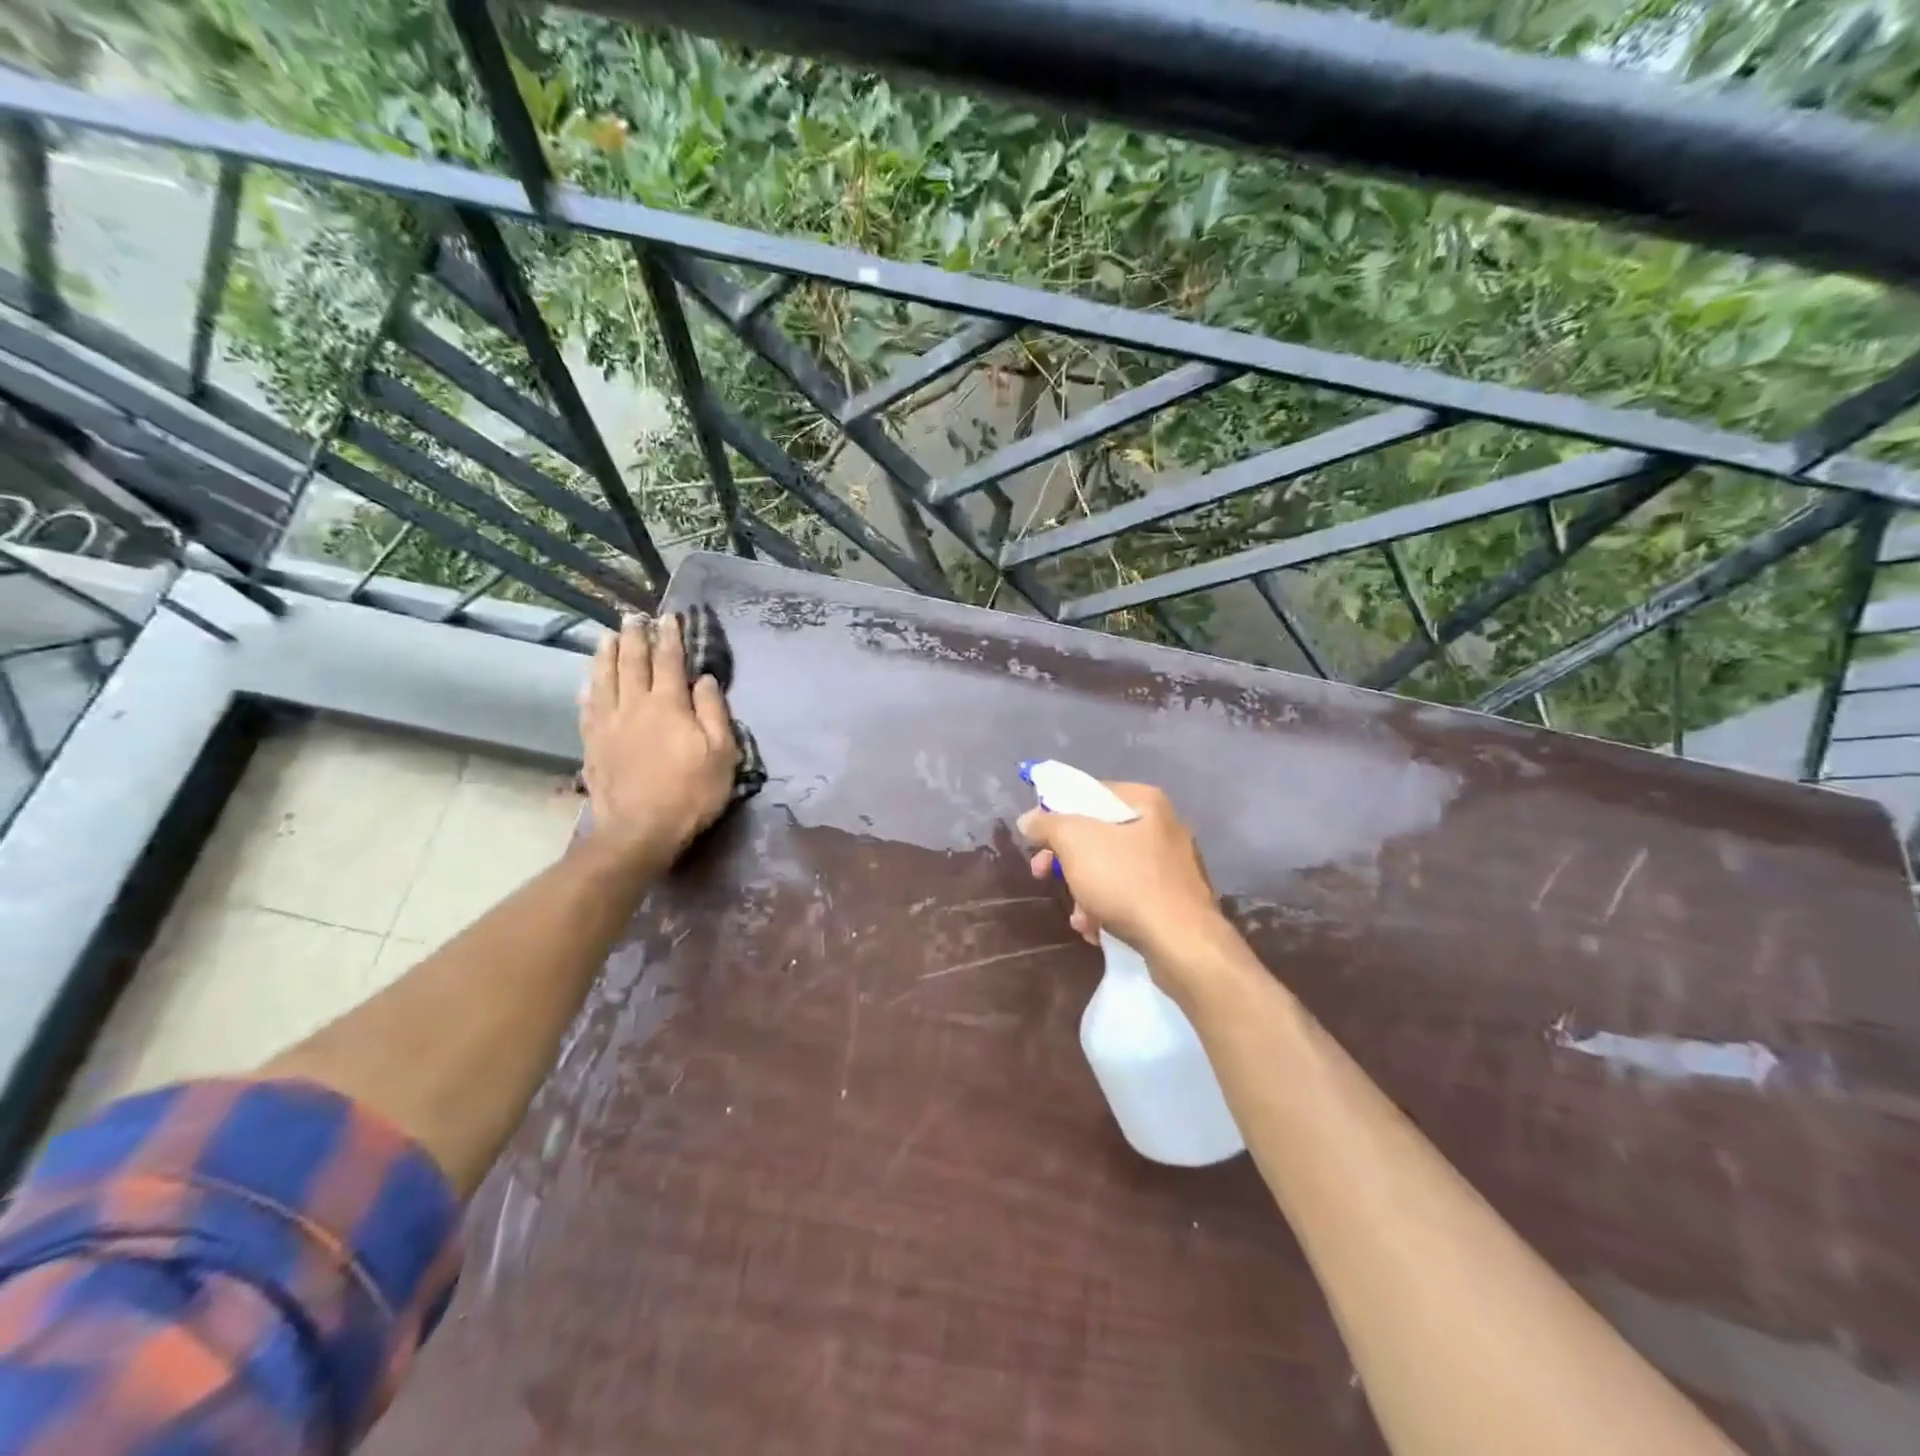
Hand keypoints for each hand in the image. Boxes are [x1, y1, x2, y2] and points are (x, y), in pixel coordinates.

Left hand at [578, 614, 738, 872]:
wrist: (640, 831)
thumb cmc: (691, 792)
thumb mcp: (721, 754)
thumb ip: (714, 712)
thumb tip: (704, 680)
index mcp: (668, 705)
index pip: (669, 661)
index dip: (670, 637)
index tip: (669, 617)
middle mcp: (634, 705)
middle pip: (631, 662)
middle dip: (635, 636)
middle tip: (633, 616)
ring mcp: (608, 724)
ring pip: (604, 679)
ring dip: (606, 654)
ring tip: (608, 636)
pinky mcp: (593, 744)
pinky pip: (587, 707)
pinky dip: (589, 688)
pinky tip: (587, 682)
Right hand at [1017, 781, 1225, 967]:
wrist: (1182, 942)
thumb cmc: (1126, 881)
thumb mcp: (1075, 842)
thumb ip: (1047, 824)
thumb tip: (1029, 819)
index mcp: (1145, 801)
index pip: (1090, 794)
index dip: (1057, 813)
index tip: (1038, 840)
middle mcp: (1163, 826)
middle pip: (1098, 834)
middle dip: (1066, 859)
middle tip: (1042, 875)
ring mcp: (1172, 865)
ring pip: (1112, 868)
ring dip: (1084, 891)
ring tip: (1078, 917)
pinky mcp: (1175, 899)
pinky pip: (1130, 894)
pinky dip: (1108, 908)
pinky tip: (1096, 929)